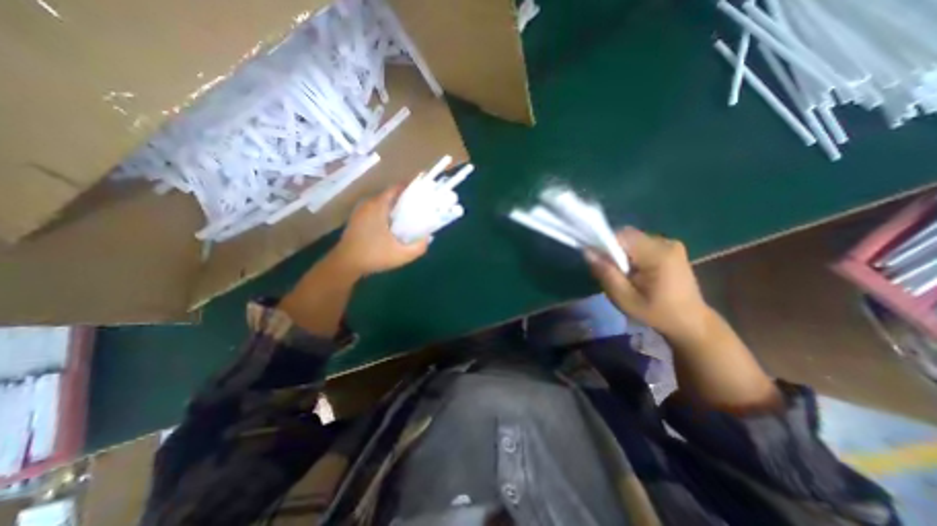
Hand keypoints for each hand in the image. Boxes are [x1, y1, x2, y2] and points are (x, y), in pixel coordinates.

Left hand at [331, 183, 429, 275]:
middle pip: (390, 195)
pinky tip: (393, 225)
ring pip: (382, 203)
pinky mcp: (357, 219)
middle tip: (419, 207)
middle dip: (405, 199)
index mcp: (378, 206)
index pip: (396, 188)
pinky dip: (386, 212)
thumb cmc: (373, 256)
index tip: (423, 195)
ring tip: (409, 216)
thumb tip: (428, 237)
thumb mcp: (401, 255)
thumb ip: (419, 247)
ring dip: (395, 206)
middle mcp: (368, 204)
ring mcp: (360, 211)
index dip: (410, 189)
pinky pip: (375, 209)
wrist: (345, 264)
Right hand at [587, 227, 715, 341]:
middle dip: (614, 250)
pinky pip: (642, 243)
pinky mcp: (671, 248)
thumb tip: (588, 252)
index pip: (622, 235)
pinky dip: (633, 254)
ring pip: (633, 239)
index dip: (605, 244)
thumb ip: (606, 274)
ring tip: (626, 275)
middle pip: (627, 236)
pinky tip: (637, 272)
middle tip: (613, 272)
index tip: (601, 262)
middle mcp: (666, 243)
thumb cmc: (656, 313)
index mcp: (658, 255)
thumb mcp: (625, 299)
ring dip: (623, 253)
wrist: (691, 322)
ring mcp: (671, 244)